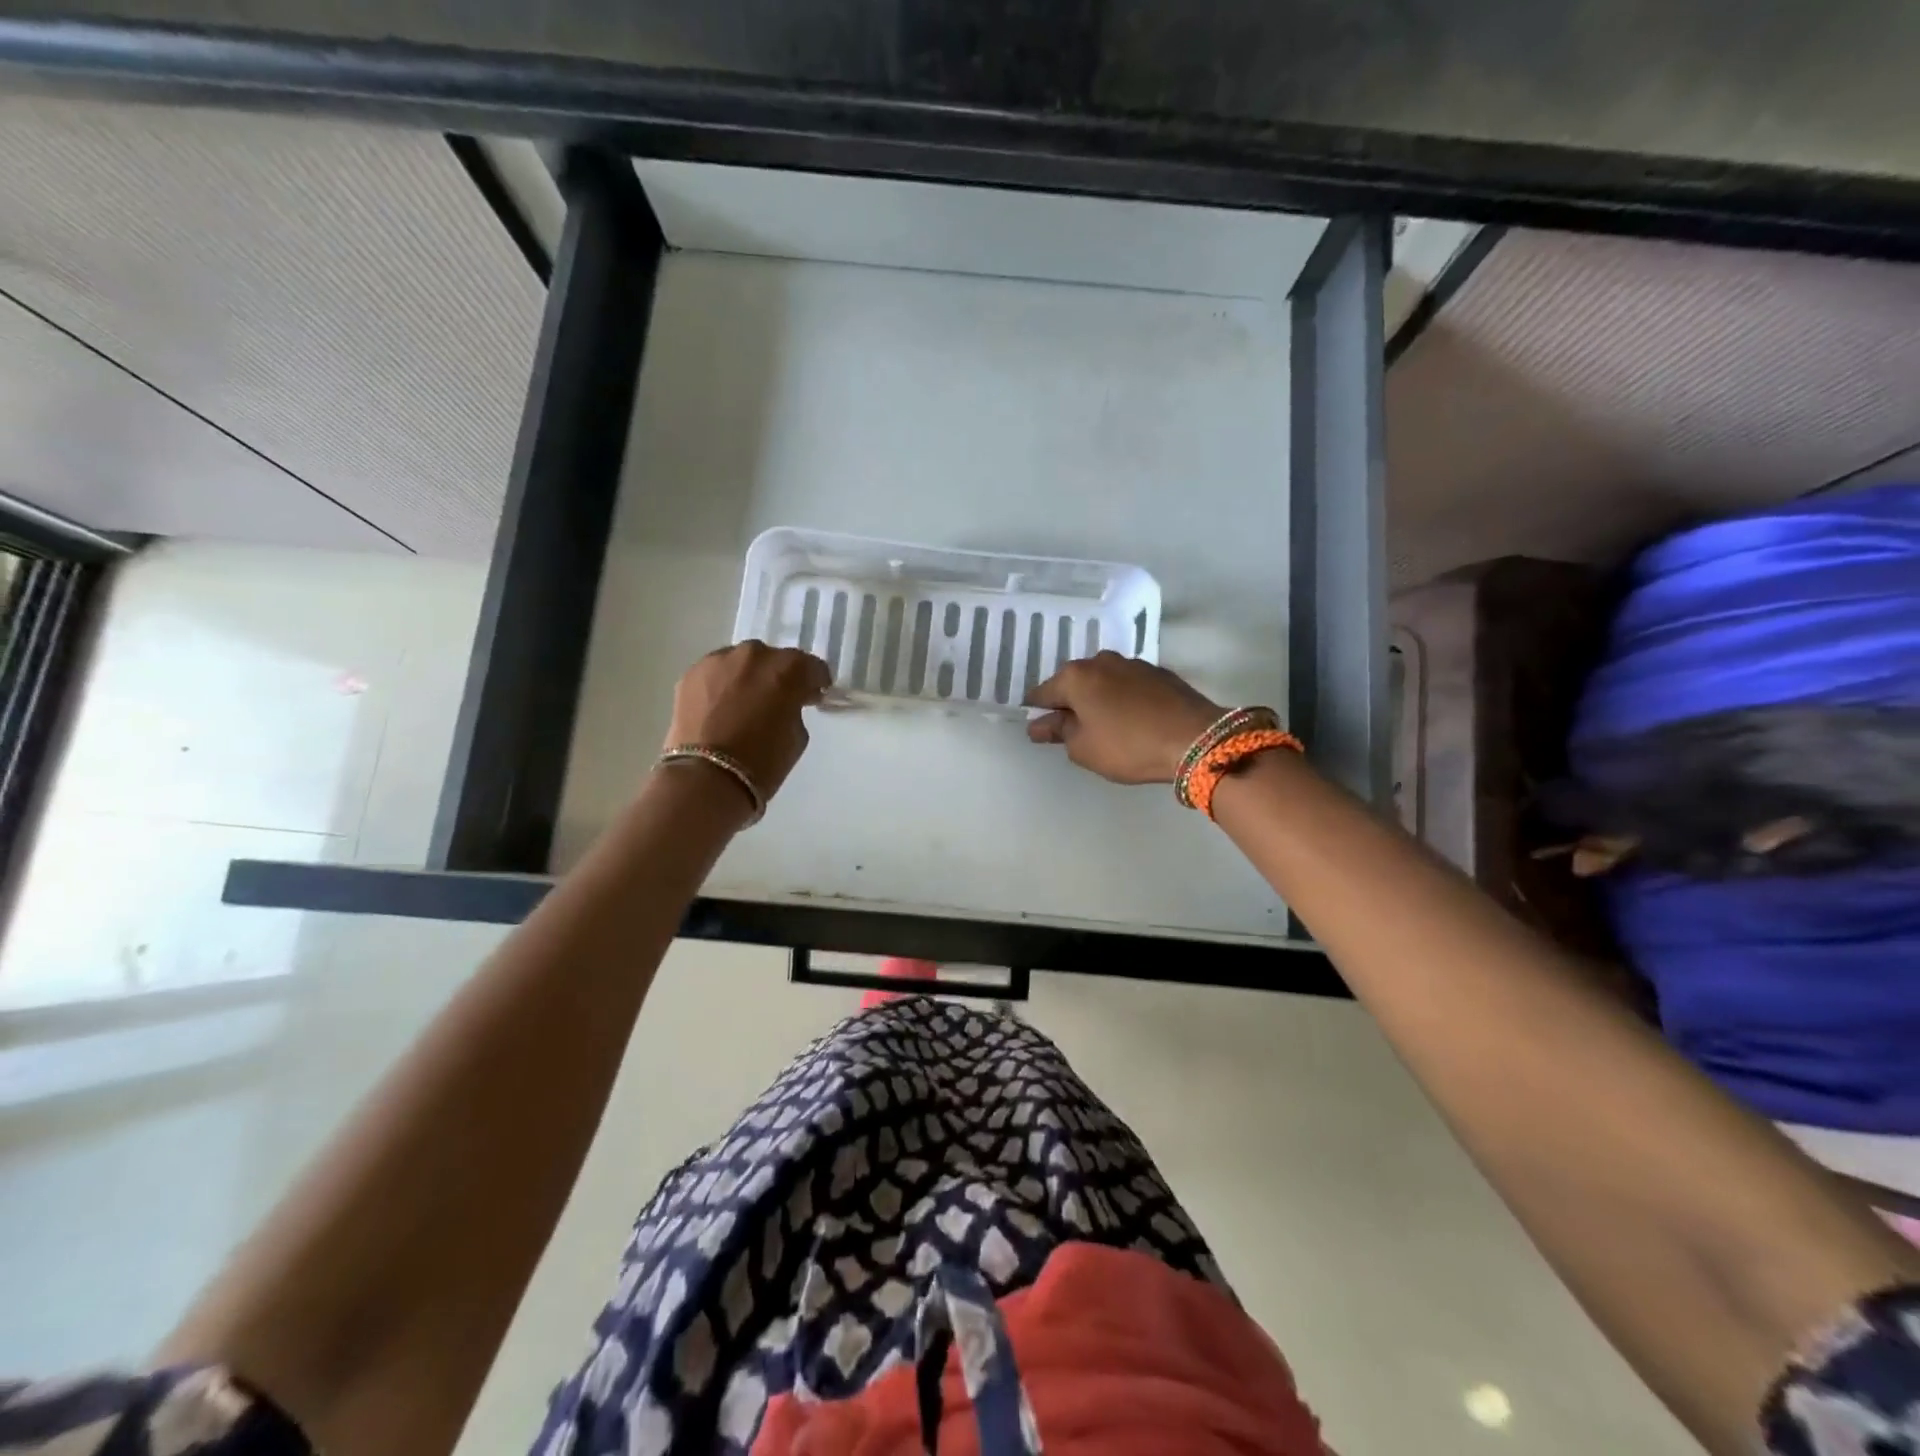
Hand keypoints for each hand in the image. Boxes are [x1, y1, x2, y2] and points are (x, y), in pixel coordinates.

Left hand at [664, 642, 830, 799]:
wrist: (706, 778)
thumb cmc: (763, 761)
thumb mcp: (798, 735)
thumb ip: (795, 708)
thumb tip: (786, 702)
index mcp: (788, 669)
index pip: (811, 666)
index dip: (814, 682)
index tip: (811, 697)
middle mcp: (754, 655)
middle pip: (774, 659)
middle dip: (778, 677)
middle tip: (776, 701)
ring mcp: (719, 660)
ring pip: (742, 662)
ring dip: (747, 677)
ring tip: (743, 704)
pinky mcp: (691, 673)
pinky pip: (716, 673)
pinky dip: (722, 685)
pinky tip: (720, 708)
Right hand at [1025, 651, 1221, 783]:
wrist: (1196, 738)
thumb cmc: (1128, 746)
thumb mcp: (1084, 748)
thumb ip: (1058, 732)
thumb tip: (1039, 724)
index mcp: (1075, 677)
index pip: (1042, 693)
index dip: (1038, 713)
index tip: (1040, 731)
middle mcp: (1100, 661)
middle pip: (1073, 683)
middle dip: (1069, 703)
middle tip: (1074, 732)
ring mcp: (1132, 663)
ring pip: (1102, 681)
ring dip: (1098, 699)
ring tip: (1106, 727)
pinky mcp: (1158, 672)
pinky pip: (1127, 685)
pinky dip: (1122, 698)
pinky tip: (1131, 720)